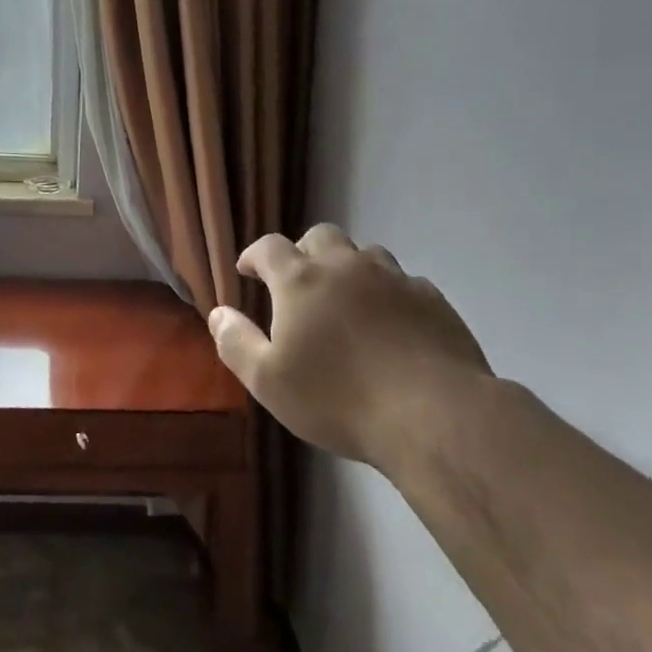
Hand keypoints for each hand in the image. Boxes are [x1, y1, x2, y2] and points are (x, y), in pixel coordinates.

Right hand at [208, 224, 491, 468]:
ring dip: (348, 269)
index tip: (248, 271)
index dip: (255, 255)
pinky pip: (402, 282)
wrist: (434, 414)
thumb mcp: (268, 381)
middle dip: (303, 252)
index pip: (269, 247)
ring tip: (346, 302)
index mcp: (300, 281)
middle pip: (320, 236)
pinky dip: (387, 293)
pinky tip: (390, 324)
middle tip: (298, 284)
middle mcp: (346, 266)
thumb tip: (218, 313)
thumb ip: (236, 342)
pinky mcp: (432, 299)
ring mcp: (394, 279)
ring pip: (365, 254)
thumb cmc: (338, 399)